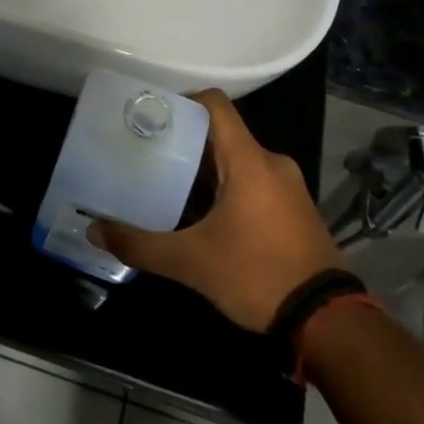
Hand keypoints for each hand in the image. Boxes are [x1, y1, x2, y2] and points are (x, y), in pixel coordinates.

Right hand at [88, 90, 347, 332]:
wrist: (329, 322)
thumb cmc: (258, 276)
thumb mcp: (191, 263)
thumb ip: (140, 244)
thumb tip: (94, 231)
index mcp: (248, 160)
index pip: (214, 104)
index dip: (181, 101)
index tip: (149, 117)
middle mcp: (271, 163)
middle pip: (220, 134)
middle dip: (183, 143)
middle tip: (146, 156)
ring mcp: (287, 186)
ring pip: (236, 160)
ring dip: (203, 170)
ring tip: (167, 186)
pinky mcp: (294, 208)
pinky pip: (252, 182)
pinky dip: (225, 188)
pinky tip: (201, 215)